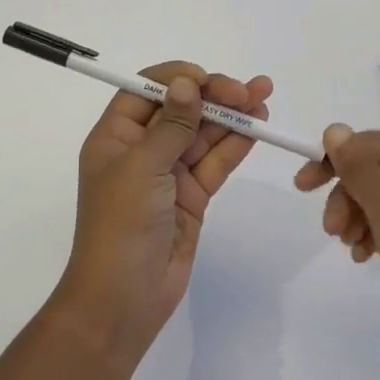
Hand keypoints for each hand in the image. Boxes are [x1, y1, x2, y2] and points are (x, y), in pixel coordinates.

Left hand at [55, 62, 272, 359]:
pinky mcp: (191, 197)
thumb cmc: (121, 226)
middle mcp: (141, 149)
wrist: (122, 300)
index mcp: (115, 136)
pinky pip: (215, 163)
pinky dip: (235, 145)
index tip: (210, 81)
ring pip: (203, 134)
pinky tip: (257, 128)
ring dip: (232, 117)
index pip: (147, 90)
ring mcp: (168, 174)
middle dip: (215, 95)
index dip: (179, 79)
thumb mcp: (141, 168)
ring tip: (264, 99)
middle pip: (181, 109)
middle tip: (251, 91)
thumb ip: (171, 125)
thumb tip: (186, 83)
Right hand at [294, 126, 379, 379]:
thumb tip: (334, 129)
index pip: (372, 143)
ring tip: (348, 247)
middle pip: (377, 169)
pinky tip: (364, 255)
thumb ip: (359, 169)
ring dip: (358, 215)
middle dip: (347, 195)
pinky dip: (376, 231)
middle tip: (329, 229)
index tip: (302, 187)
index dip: (333, 160)